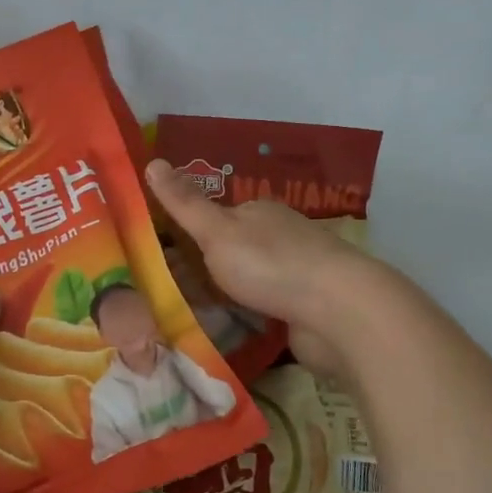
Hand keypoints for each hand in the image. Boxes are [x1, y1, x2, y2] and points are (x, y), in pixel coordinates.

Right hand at [146, 158, 381, 378]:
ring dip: (223, 297)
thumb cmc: (271, 264)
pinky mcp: (305, 307)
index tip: (157, 260)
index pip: (214, 217)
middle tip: (165, 295)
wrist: (339, 312)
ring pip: (247, 282)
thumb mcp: (217, 230)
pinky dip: (245, 317)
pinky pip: (264, 309)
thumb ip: (184, 203)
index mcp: (258, 212)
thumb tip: (152, 161)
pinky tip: (225, 331)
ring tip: (187, 318)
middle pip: (230, 251)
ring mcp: (295, 272)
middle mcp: (278, 236)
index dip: (186, 236)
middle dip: (202, 270)